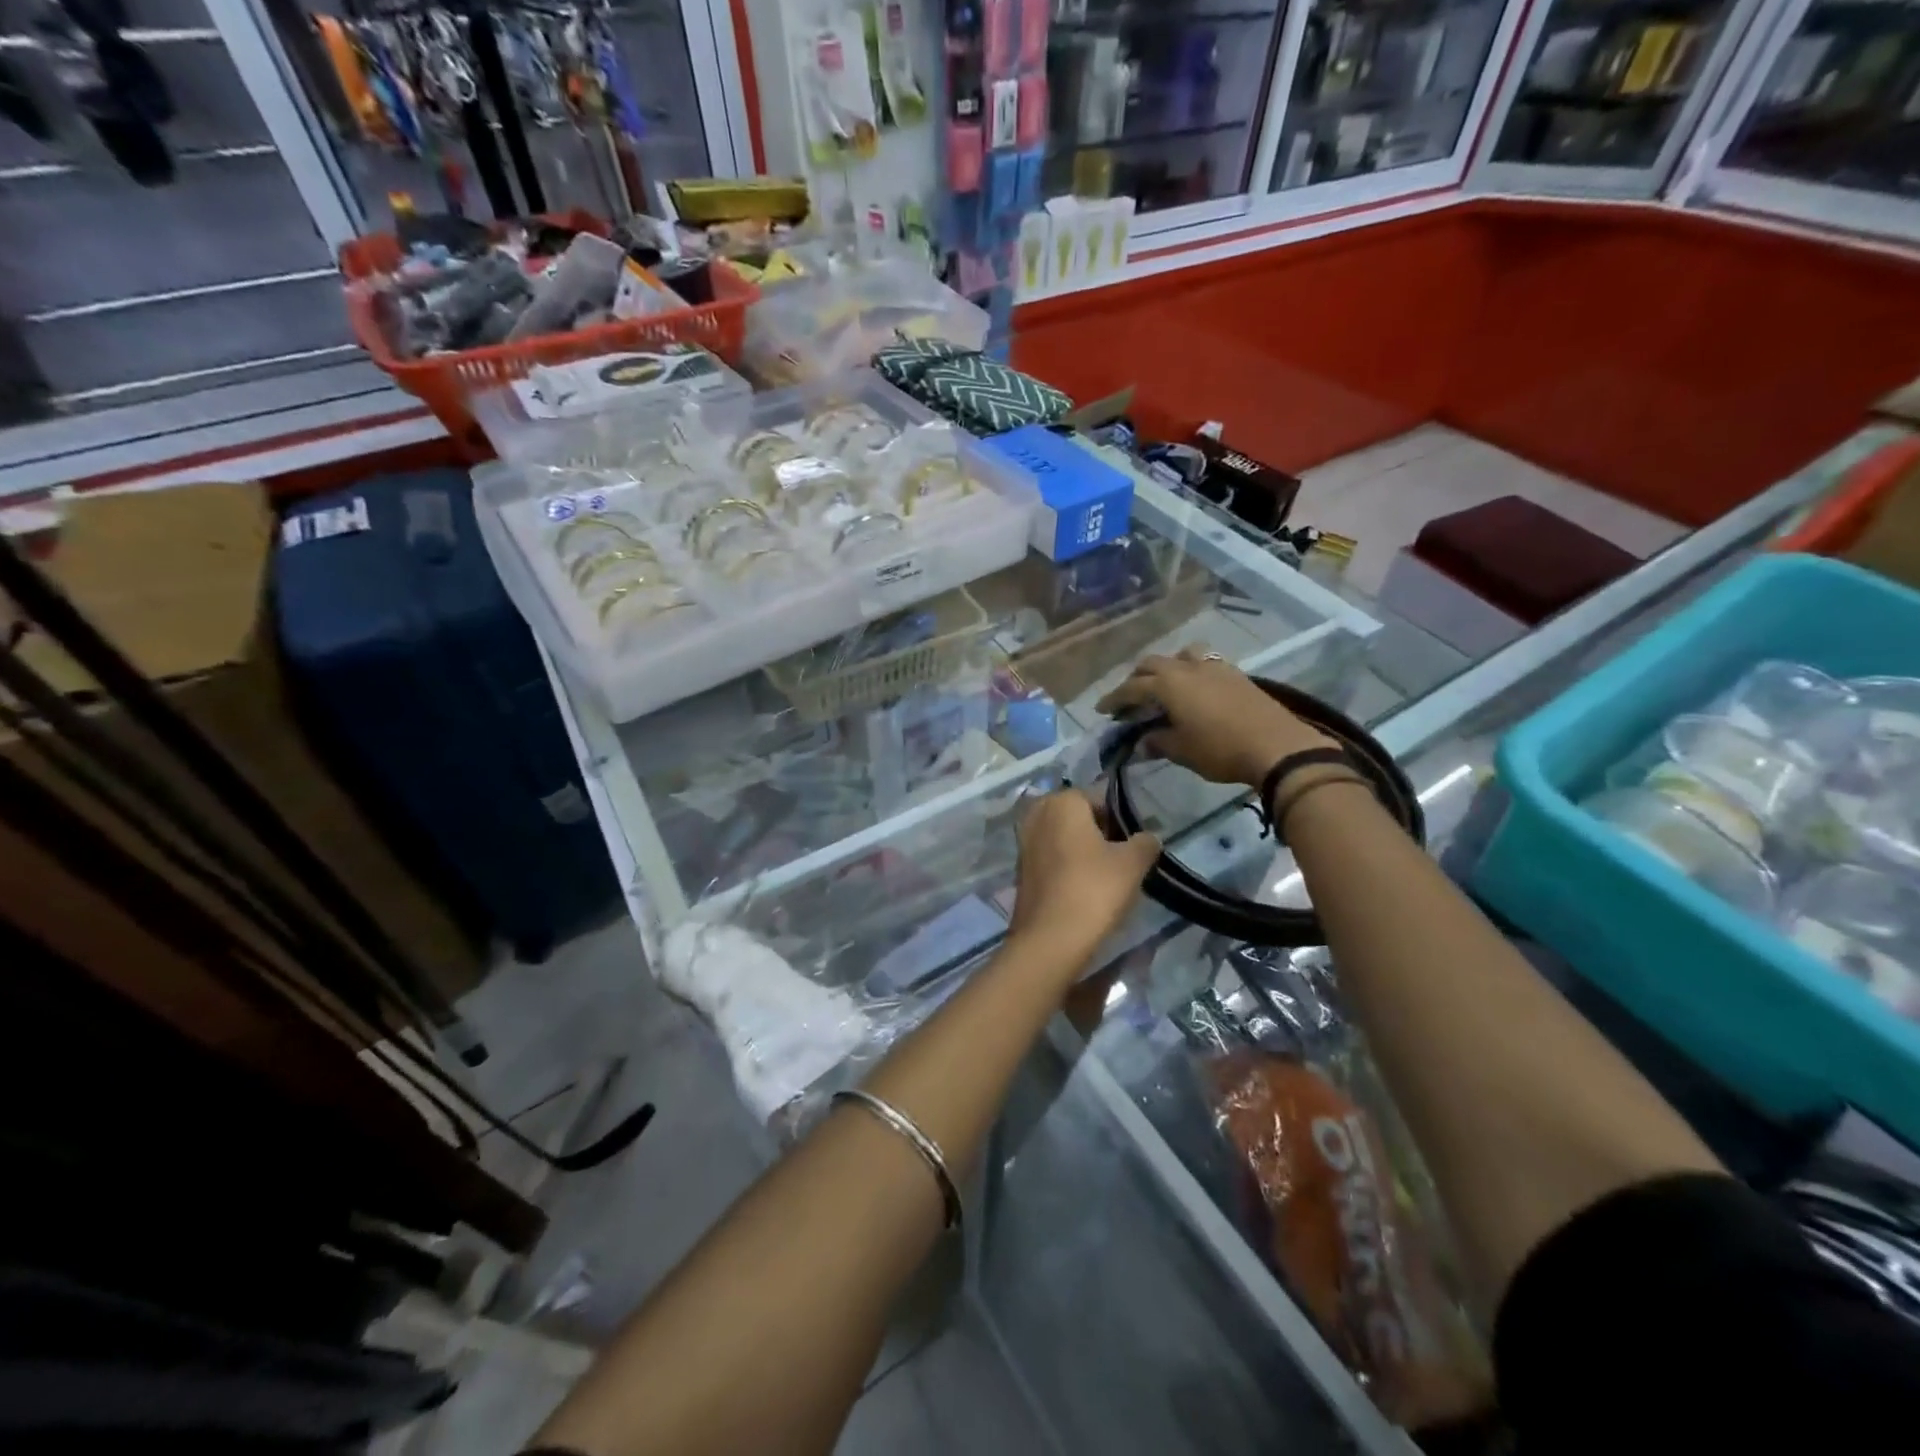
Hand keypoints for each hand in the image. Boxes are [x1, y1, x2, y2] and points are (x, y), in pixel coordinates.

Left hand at [1007, 789, 1160, 967]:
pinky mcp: (1020, 870)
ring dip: (1084, 852)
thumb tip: (1149, 837)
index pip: (1100, 798)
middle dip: (1101, 833)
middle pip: (1079, 817)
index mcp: (1061, 802)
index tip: (1134, 844)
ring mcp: (1024, 843)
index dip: (1121, 819)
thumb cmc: (1093, 890)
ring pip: (1064, 838)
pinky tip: (1084, 890)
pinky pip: (1052, 859)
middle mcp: (1037, 814)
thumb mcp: (1132, 864)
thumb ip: (1145, 842)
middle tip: (1122, 860)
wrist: (1050, 940)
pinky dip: (1068, 868)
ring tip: (1106, 878)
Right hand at [1095, 646, 1333, 786]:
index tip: (1103, 710)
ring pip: (1180, 655)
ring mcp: (1214, 666)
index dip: (1114, 699)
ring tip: (1164, 686)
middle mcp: (1187, 667)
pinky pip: (1203, 662)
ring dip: (1166, 667)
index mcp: (1168, 684)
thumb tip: (1142, 741)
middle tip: (1130, 700)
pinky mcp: (1235, 673)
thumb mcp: (1182, 750)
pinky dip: (1190, 670)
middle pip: (1152, 664)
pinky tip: (1195, 689)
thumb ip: (1157, 742)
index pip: (1131, 688)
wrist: (1276, 746)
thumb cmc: (1220, 749)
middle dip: (1136, 680)